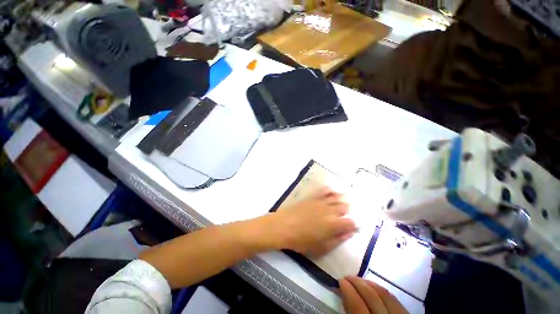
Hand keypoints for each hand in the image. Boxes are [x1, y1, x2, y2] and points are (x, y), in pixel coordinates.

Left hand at [269, 188, 356, 256]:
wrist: (284, 226)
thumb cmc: (302, 240)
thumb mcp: (321, 247)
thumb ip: (337, 240)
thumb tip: (349, 233)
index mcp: (334, 225)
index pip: (351, 222)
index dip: (354, 224)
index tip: (354, 226)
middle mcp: (330, 210)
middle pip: (345, 207)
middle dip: (348, 211)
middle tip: (347, 214)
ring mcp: (321, 201)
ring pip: (337, 197)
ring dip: (343, 199)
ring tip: (345, 199)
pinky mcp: (313, 197)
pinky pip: (324, 191)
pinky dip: (330, 190)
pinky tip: (332, 190)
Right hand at [340, 276, 407, 313]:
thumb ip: (350, 311)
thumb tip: (343, 294)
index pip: (357, 305)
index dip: (347, 290)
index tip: (340, 280)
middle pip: (372, 296)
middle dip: (357, 282)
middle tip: (347, 277)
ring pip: (385, 294)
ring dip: (369, 283)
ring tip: (359, 280)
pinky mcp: (407, 313)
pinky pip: (394, 298)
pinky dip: (382, 290)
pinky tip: (374, 287)